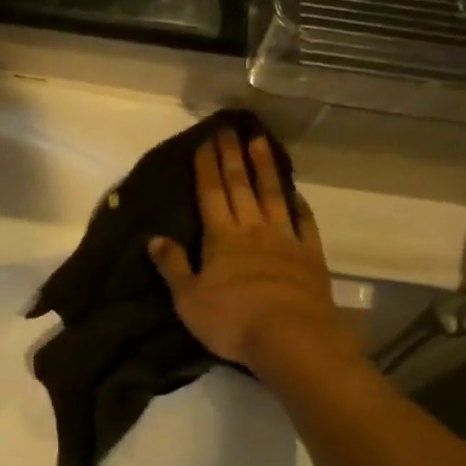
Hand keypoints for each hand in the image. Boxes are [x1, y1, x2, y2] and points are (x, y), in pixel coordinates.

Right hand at [148, 128, 355, 379]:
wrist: (290, 337)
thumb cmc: (231, 320)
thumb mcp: (188, 298)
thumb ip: (173, 266)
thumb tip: (155, 238)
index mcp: (221, 238)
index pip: (210, 194)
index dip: (206, 167)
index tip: (205, 141)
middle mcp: (253, 229)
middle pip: (240, 186)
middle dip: (232, 157)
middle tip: (229, 129)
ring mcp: (285, 239)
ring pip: (273, 195)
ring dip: (265, 168)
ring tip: (260, 141)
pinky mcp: (310, 256)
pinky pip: (304, 223)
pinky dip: (299, 204)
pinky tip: (295, 192)